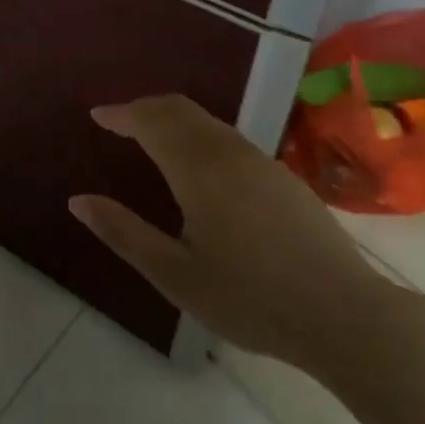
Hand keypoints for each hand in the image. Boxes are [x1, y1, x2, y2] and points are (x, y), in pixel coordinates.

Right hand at [68, 94, 390, 375]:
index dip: (121, 114)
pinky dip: (198, 133)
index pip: (152, 121)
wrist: (346, 315)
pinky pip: (228, 136)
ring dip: (173, 118)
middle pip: (181, 109)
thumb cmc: (251, 299)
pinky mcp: (282, 175)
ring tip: (149, 137)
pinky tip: (196, 163)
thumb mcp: (176, 275)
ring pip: (208, 120)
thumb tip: (78, 201)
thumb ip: (124, 233)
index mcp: (200, 170)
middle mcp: (230, 152)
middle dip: (145, 108)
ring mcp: (261, 161)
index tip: (96, 116)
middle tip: (117, 121)